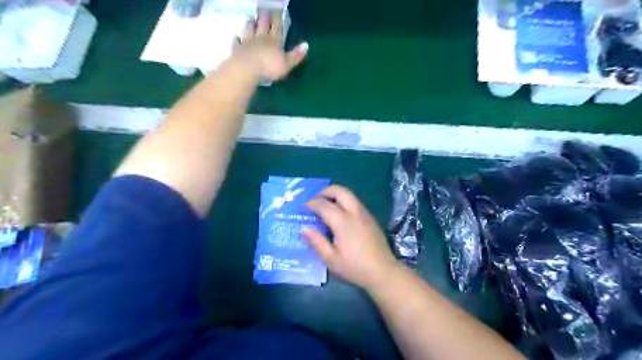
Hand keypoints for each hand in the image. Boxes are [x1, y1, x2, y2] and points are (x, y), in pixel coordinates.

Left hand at [236, 10, 309, 81]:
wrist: (247, 69)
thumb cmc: (269, 68)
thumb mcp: (287, 64)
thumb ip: (296, 55)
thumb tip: (306, 45)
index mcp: (274, 41)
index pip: (277, 27)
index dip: (277, 18)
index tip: (277, 9)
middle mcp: (260, 38)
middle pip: (262, 25)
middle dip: (264, 16)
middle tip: (264, 9)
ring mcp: (247, 42)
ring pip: (249, 29)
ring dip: (251, 24)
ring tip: (251, 18)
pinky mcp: (238, 49)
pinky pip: (237, 42)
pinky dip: (237, 39)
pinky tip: (236, 37)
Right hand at [303, 187, 399, 290]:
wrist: (383, 271)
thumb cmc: (355, 267)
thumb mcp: (331, 259)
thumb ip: (317, 242)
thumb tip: (304, 228)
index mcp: (343, 222)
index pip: (324, 205)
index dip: (312, 203)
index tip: (304, 207)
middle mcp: (355, 212)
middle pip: (340, 191)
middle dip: (325, 191)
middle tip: (316, 200)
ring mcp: (365, 213)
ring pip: (349, 194)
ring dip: (335, 195)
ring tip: (325, 205)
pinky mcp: (371, 218)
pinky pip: (355, 202)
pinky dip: (344, 201)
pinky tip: (339, 215)